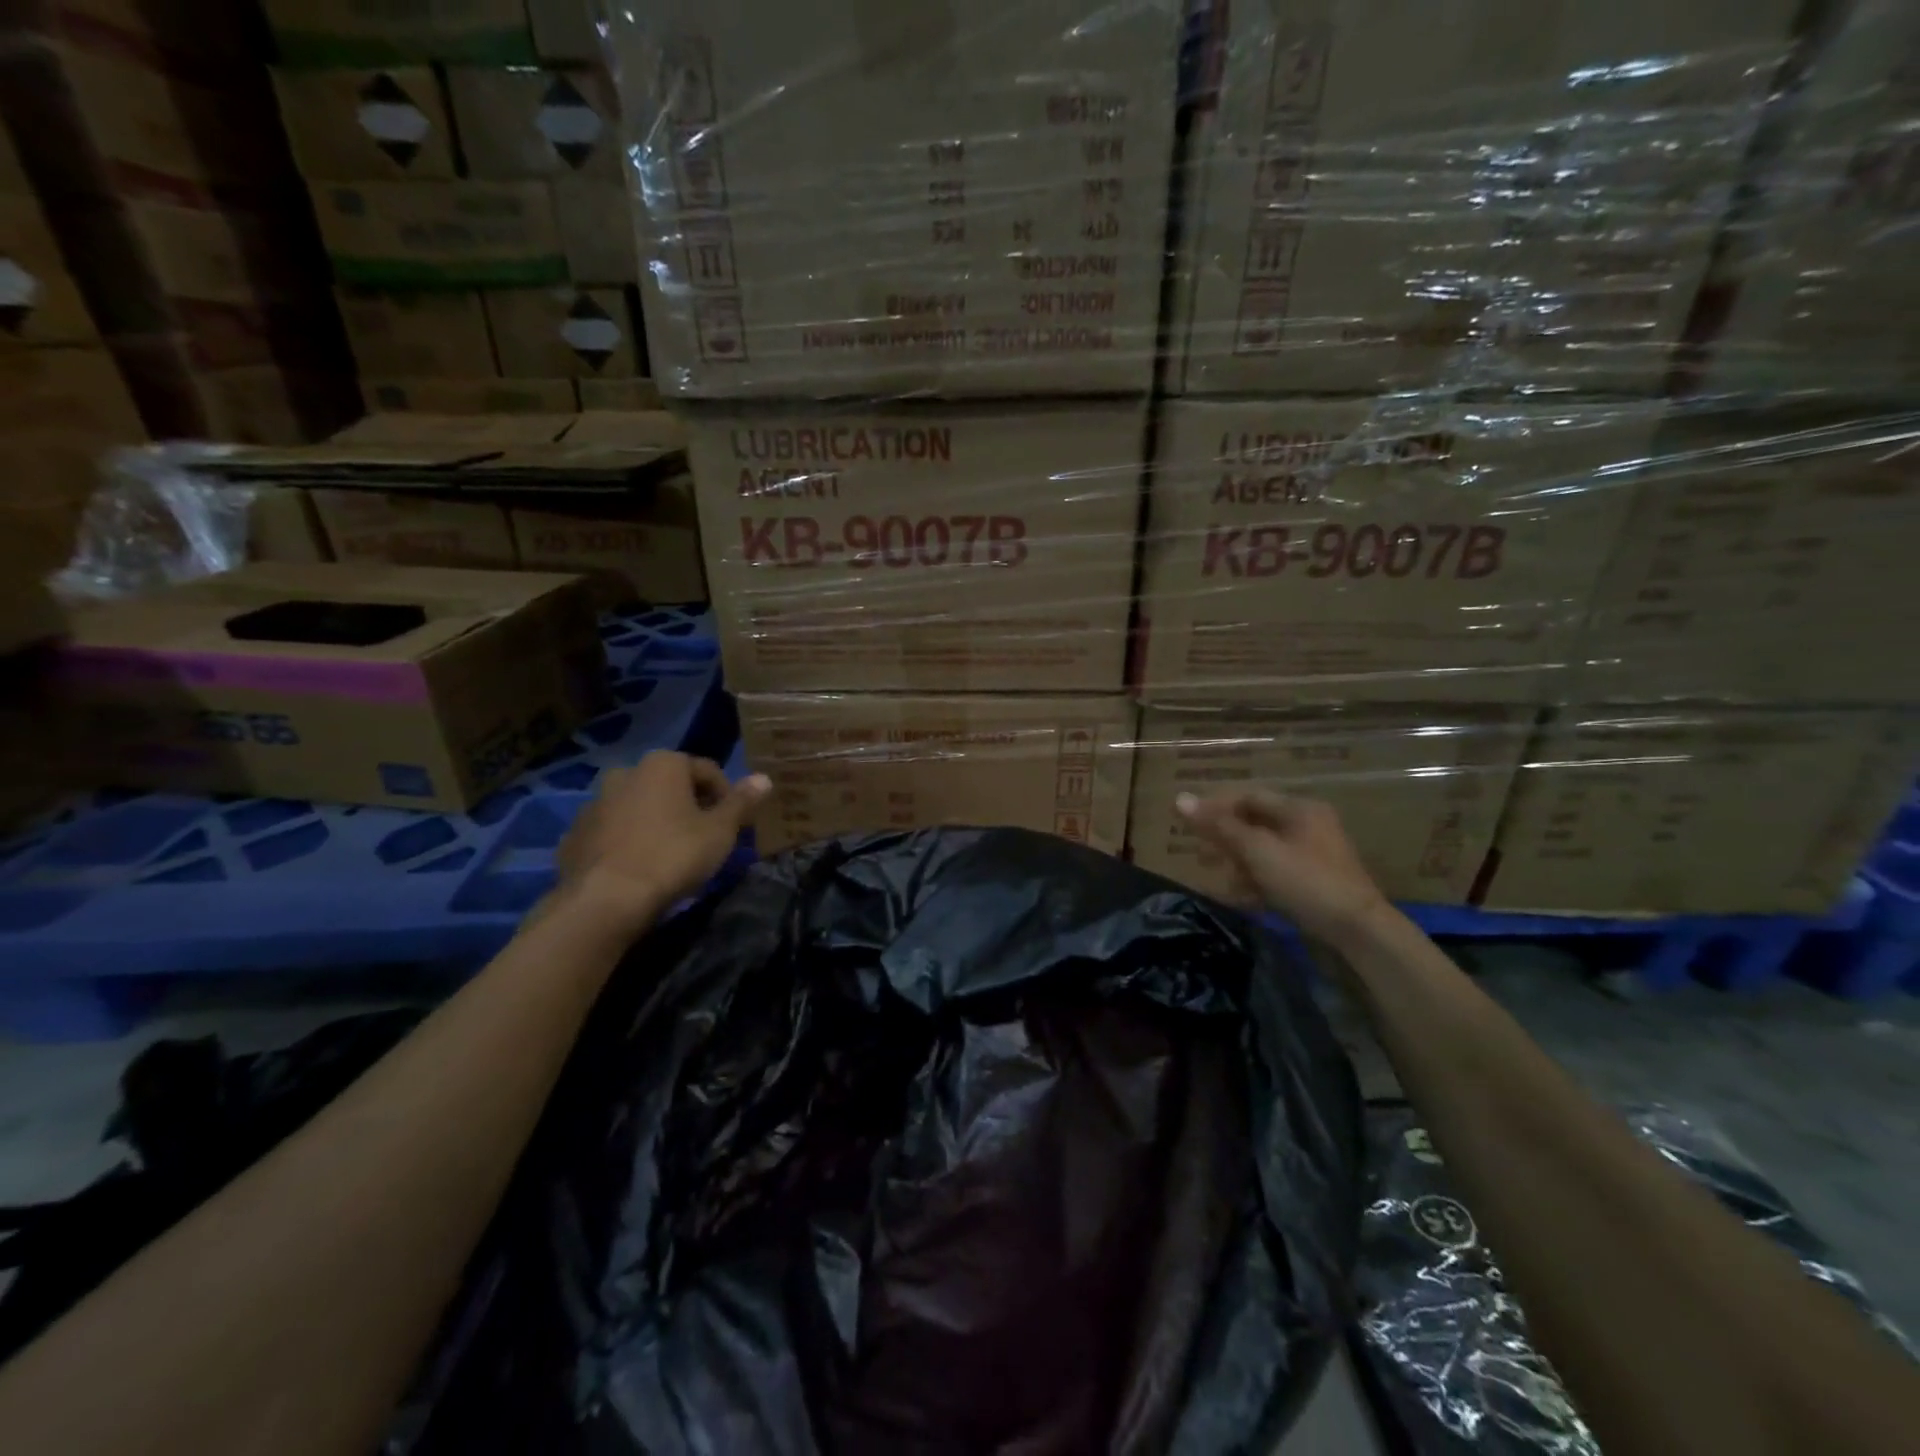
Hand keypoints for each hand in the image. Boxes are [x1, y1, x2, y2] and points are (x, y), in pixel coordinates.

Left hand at [555, 752, 771, 930]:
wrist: (606, 900)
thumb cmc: (674, 856)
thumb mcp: (721, 831)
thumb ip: (742, 802)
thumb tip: (765, 778)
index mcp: (663, 764)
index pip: (707, 771)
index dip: (726, 797)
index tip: (733, 825)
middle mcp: (625, 773)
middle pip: (669, 786)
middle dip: (688, 806)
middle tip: (704, 838)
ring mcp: (594, 803)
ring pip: (638, 807)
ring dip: (655, 822)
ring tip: (670, 855)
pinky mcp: (574, 834)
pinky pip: (612, 832)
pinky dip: (627, 841)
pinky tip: (638, 868)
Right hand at [1175, 790, 1389, 943]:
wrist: (1358, 931)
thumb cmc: (1306, 881)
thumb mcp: (1258, 851)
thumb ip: (1219, 826)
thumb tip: (1180, 799)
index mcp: (1299, 810)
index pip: (1249, 797)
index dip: (1216, 807)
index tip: (1188, 823)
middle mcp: (1308, 826)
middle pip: (1255, 824)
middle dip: (1224, 838)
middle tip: (1198, 853)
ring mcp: (1313, 856)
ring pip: (1263, 852)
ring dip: (1236, 863)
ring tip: (1215, 878)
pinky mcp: (1314, 884)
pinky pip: (1275, 874)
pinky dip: (1255, 882)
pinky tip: (1238, 897)